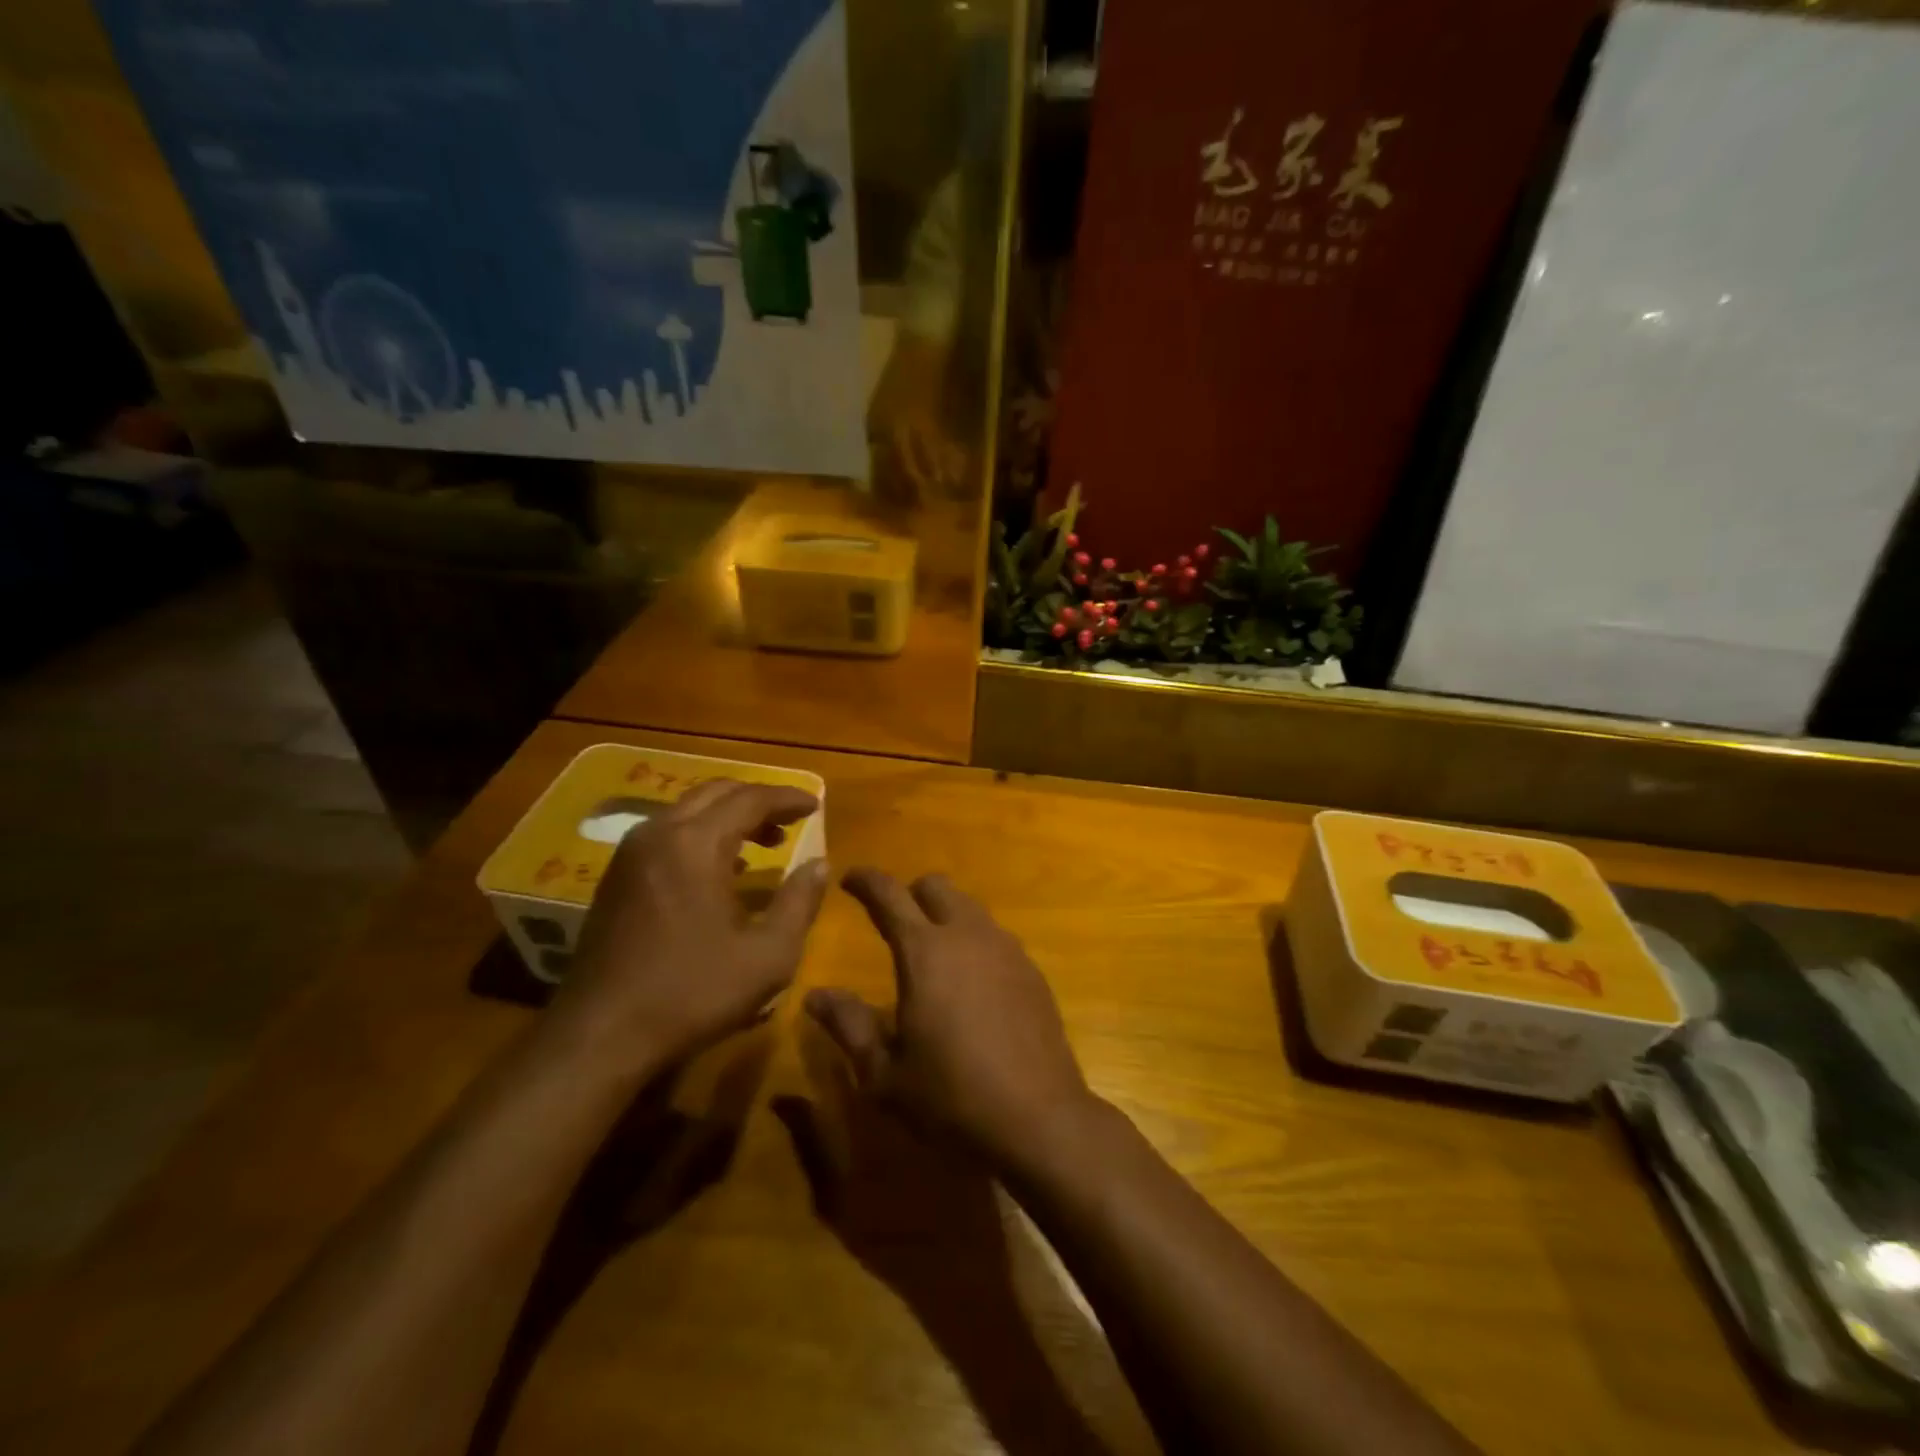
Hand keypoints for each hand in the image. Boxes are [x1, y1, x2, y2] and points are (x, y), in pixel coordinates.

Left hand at [551, 780, 829, 1075]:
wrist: (600, 1036)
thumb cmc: (692, 992)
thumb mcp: (768, 955)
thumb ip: (799, 902)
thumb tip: (820, 864)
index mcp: (696, 844)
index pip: (750, 799)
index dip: (787, 798)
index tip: (816, 804)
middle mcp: (658, 834)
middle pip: (715, 793)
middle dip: (757, 800)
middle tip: (790, 820)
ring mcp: (630, 855)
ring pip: (687, 810)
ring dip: (728, 816)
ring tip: (762, 843)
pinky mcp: (616, 879)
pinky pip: (667, 834)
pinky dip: (701, 834)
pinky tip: (720, 870)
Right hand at [804, 868, 1095, 1169]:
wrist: (1039, 1119)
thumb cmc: (951, 1097)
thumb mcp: (884, 1073)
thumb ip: (849, 1025)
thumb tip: (816, 995)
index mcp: (925, 951)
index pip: (889, 894)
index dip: (866, 880)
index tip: (849, 878)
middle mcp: (968, 935)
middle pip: (936, 887)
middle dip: (910, 893)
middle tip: (892, 920)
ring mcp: (1006, 949)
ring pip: (970, 908)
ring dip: (946, 916)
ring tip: (932, 952)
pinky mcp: (1032, 971)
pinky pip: (996, 936)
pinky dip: (975, 942)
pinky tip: (971, 982)